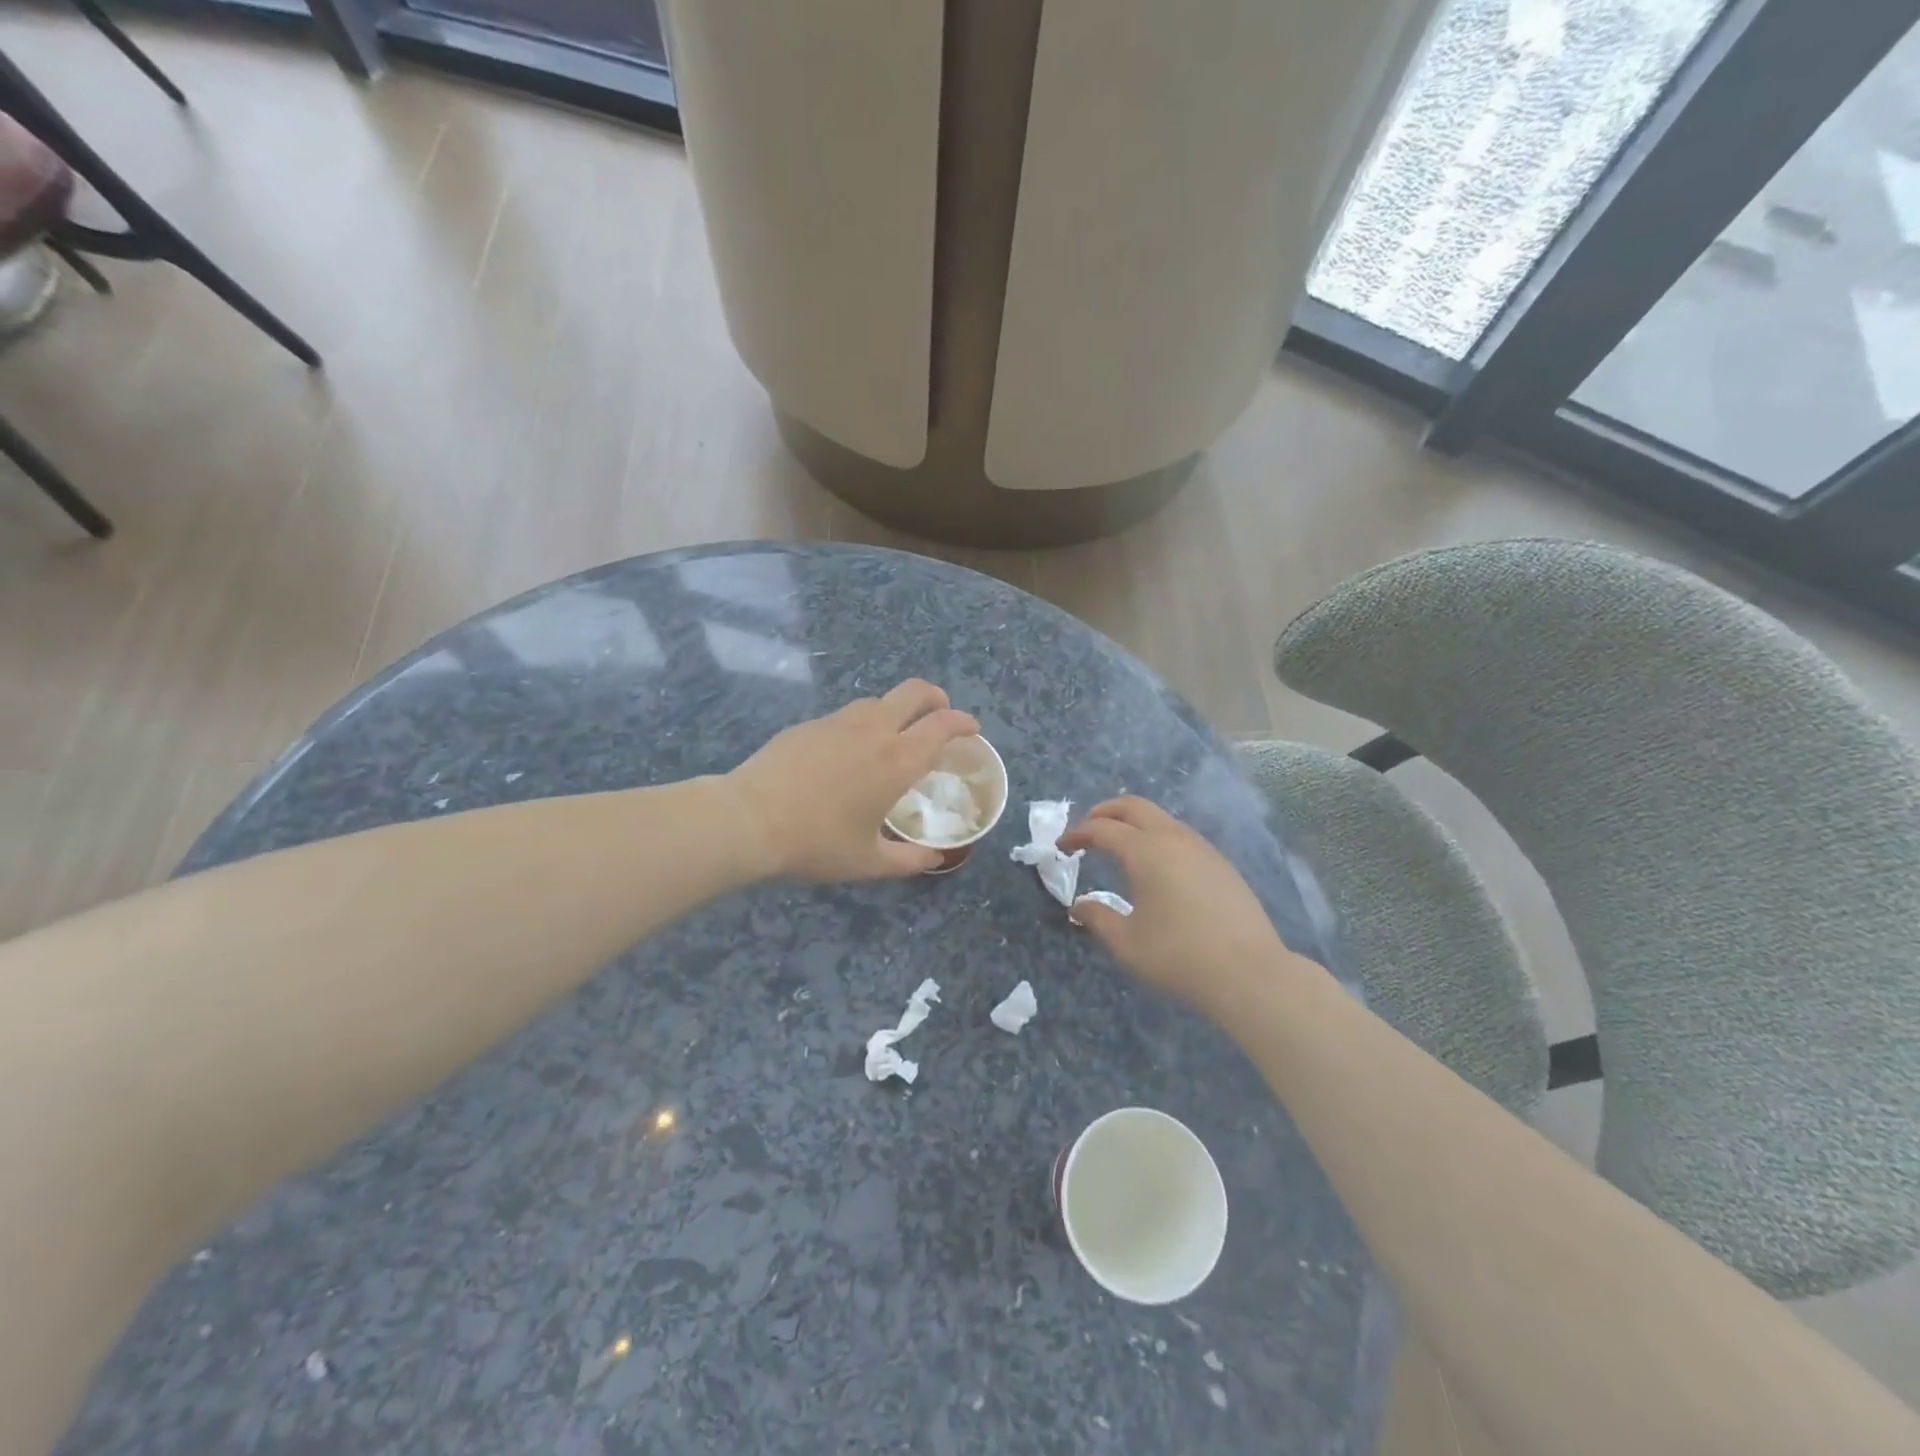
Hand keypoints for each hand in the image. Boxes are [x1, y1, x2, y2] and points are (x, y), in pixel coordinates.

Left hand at [724, 680, 979, 879]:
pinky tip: (847, 751)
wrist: (749, 819)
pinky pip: (846, 715)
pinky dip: (862, 724)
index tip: (971, 730)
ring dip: (897, 709)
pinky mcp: (809, 724)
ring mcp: (838, 721)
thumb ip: (909, 860)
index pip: (943, 725)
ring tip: (893, 735)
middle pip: (915, 692)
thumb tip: (934, 858)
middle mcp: (874, 730)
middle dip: (936, 698)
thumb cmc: (817, 843)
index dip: (963, 723)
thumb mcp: (869, 862)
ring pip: (878, 700)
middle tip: (941, 714)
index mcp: (898, 760)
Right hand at [1059, 797, 1300, 1009]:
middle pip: (1134, 806)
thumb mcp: (1126, 943)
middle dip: (1105, 812)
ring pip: (1161, 818)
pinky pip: (1181, 836)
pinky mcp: (1221, 864)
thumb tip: (1079, 906)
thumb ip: (1097, 918)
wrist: (1249, 973)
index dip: (1078, 834)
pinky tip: (1157, 866)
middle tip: (1087, 830)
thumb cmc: (1179, 957)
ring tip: (1119, 846)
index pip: (1102, 829)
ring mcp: (1202, 849)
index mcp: (1145, 851)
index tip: (1062, 847)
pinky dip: (1157, 837)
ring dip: (1134, 823)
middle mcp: (1173, 839)